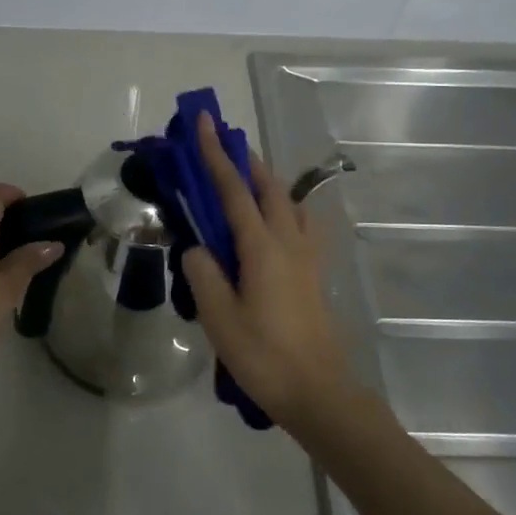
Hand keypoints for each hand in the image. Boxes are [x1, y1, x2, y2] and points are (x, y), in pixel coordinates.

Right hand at [184, 114, 351, 429]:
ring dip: (265, 180)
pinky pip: (298, 223)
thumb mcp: (219, 317)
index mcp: (262, 248)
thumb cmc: (264, 356)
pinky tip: (273, 221)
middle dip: (243, 159)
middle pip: (267, 187)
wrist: (318, 392)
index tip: (204, 122)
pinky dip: (281, 206)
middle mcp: (288, 242)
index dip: (215, 154)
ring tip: (244, 176)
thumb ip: (203, 274)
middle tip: (221, 142)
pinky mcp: (313, 273)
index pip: (233, 190)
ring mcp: (306, 256)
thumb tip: (197, 247)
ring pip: (286, 202)